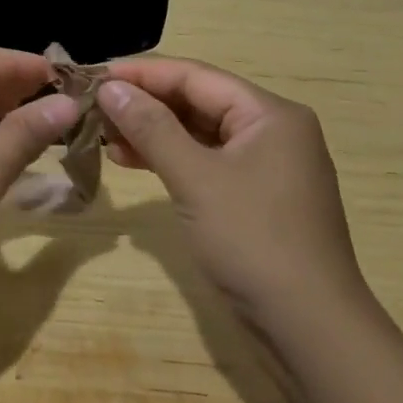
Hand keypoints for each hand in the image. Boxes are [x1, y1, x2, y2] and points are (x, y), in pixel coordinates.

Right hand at [98, 58, 373, 325]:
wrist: (310, 329)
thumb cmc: (253, 241)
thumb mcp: (196, 178)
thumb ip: (151, 128)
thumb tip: (110, 86)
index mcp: (269, 114)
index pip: (196, 76)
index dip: (142, 73)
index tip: (94, 74)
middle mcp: (272, 130)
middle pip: (198, 101)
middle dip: (145, 103)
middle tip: (93, 106)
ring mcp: (265, 165)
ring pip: (199, 133)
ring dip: (152, 132)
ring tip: (104, 136)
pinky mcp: (255, 196)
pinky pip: (205, 161)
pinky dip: (170, 159)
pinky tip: (132, 161)